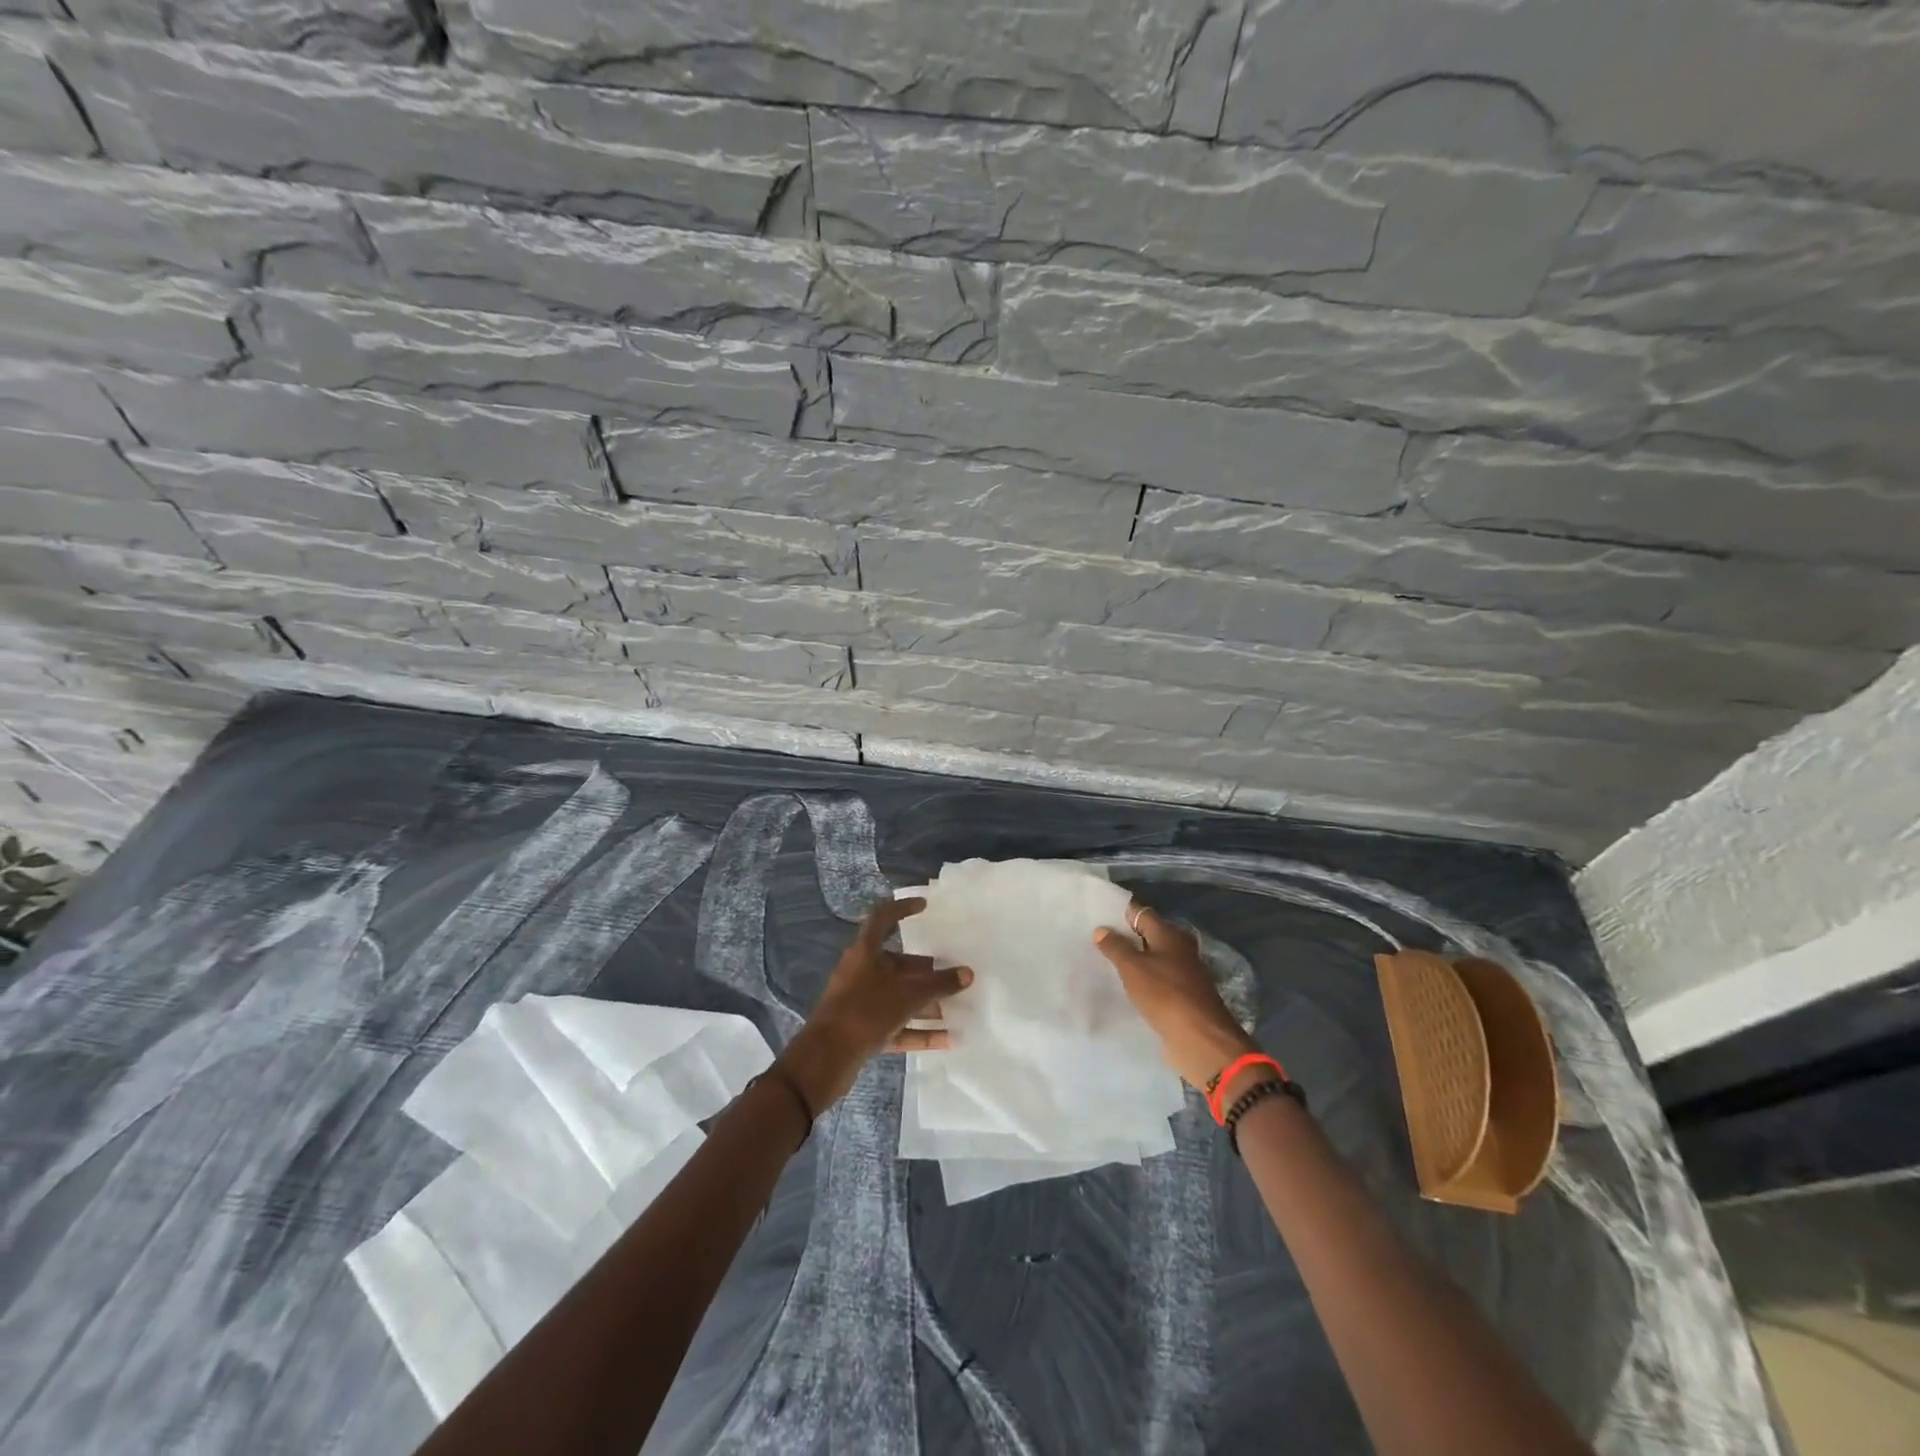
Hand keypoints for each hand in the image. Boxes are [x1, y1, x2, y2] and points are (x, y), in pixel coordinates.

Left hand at [779, 897, 972, 1111]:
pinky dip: (919, 1031)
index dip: (902, 908)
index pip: (883, 919)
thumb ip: (938, 984)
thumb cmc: (866, 1011)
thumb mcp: (907, 995)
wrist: (826, 1058)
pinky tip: (947, 1039)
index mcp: (865, 952)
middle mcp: (861, 973)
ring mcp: (861, 1003)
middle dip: (926, 970)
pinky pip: (896, 1025)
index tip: (924, 906)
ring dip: (926, 1003)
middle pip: (897, 964)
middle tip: (953, 973)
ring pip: (898, 997)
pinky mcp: (863, 1031)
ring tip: (956, 1007)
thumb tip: (967, 974)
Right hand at [1095, 903, 1259, 1092]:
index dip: (1119, 912)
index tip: (1096, 915)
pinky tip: (1122, 987)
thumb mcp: (1133, 968)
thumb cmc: (1165, 995)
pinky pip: (1155, 981)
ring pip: (1151, 959)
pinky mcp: (1181, 997)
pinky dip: (1141, 981)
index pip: (1141, 913)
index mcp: (1169, 934)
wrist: (1200, 1040)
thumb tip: (1101, 929)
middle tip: (1093, 939)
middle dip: (1124, 937)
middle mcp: (1179, 949)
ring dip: (1132, 961)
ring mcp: (1182, 974)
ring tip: (1102, 962)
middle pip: (1147, 936)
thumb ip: (1116, 947)